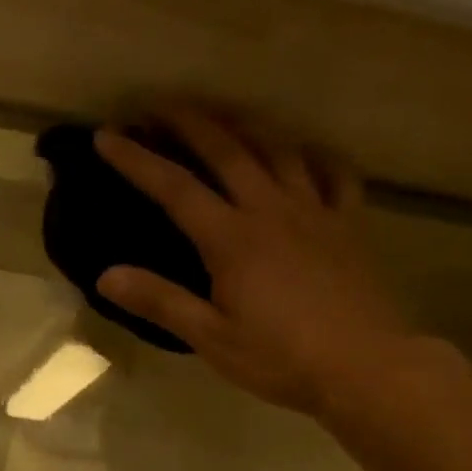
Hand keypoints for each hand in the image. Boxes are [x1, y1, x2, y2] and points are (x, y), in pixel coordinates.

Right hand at [94, 105, 413, 417]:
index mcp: (231, 239)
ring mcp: (314, 211)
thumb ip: (160, 302)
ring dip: (245, 123)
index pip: (174, 187)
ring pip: (278, 149)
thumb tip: (106, 276)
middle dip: (189, 121)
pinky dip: (315, 156)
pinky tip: (305, 152)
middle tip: (159, 104)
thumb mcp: (211, 338)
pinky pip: (333, 175)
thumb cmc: (281, 358)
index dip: (137, 159)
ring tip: (223, 113)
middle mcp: (270, 210)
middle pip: (226, 150)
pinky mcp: (348, 224)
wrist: (365, 367)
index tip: (106, 136)